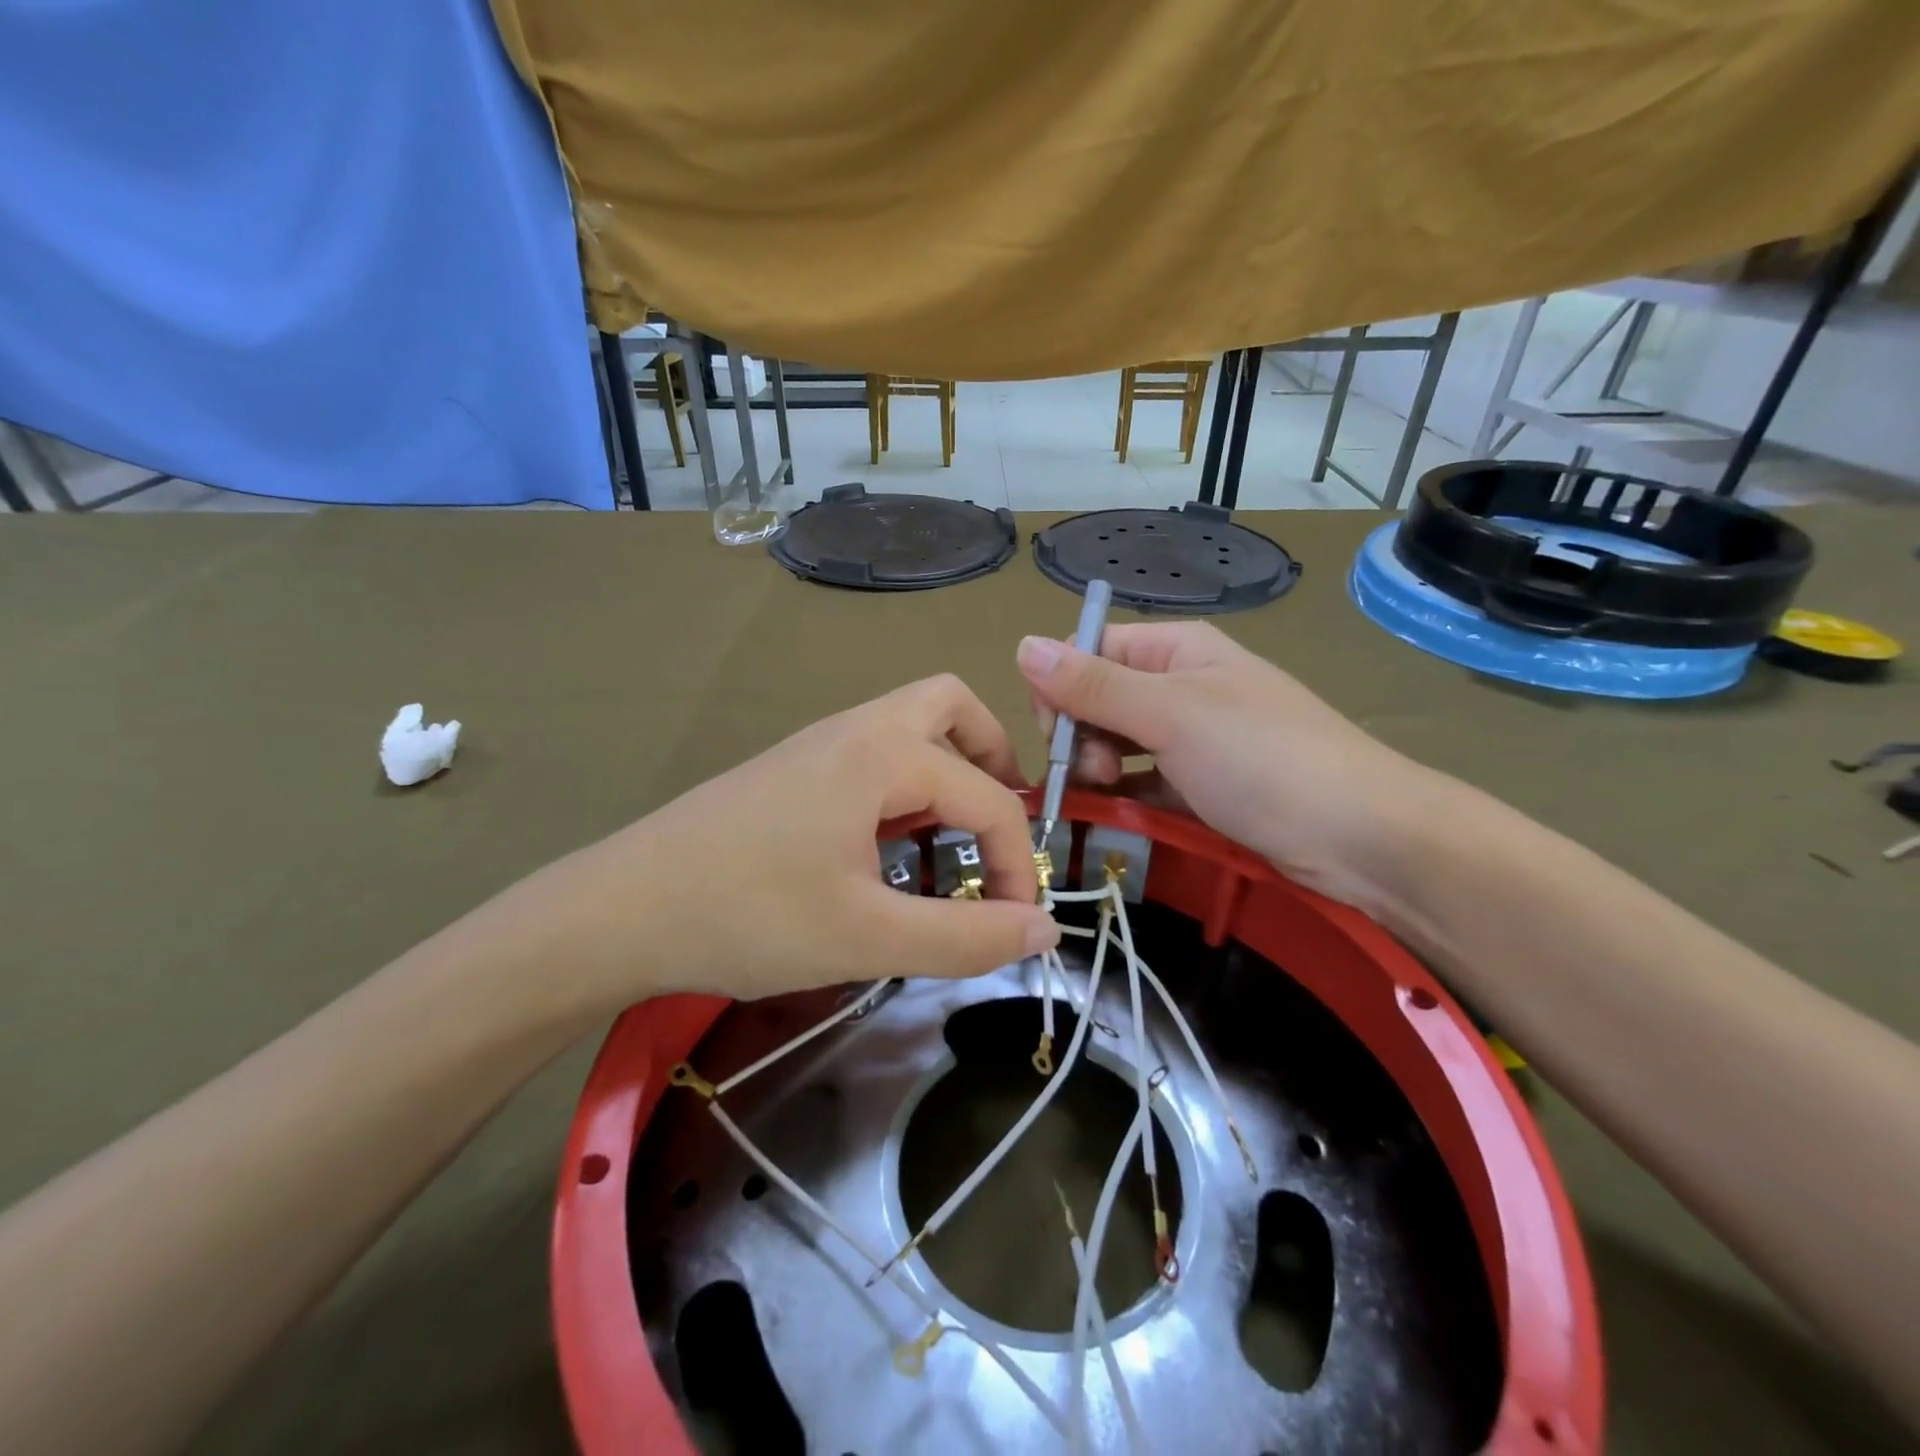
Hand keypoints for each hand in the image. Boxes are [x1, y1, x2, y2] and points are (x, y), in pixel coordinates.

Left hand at [474, 675, 1059, 1018]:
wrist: (621, 910)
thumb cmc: (749, 917)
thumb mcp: (869, 938)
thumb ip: (966, 938)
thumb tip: (1044, 932)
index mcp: (884, 753)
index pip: (989, 798)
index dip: (1015, 862)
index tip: (1012, 924)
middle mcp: (857, 728)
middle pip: (951, 707)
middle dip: (992, 760)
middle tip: (997, 828)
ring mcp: (818, 744)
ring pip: (909, 727)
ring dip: (947, 772)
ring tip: (950, 844)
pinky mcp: (792, 769)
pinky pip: (873, 755)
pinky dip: (905, 787)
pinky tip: (887, 850)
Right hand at [1017, 623, 1439, 915]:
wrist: (1361, 838)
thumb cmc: (1262, 759)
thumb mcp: (1170, 715)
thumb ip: (1093, 685)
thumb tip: (1022, 645)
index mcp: (1176, 650)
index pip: (1089, 651)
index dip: (1060, 688)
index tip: (1056, 735)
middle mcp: (1181, 685)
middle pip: (1098, 698)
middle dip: (1080, 734)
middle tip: (1092, 772)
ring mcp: (1193, 738)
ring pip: (1117, 744)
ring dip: (1097, 769)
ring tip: (1107, 796)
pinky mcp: (1202, 786)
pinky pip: (1143, 782)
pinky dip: (1124, 796)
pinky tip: (1117, 815)